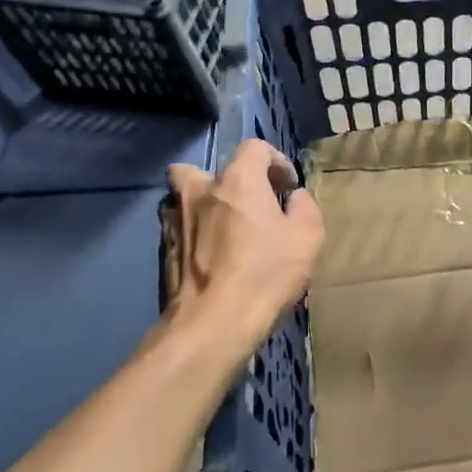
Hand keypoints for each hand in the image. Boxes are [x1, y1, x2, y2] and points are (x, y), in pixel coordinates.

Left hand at [154, 140, 323, 358]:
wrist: (212, 324)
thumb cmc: (265, 274)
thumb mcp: (307, 238)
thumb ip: (304, 208)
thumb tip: (294, 198)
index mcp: (238, 181)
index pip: (254, 147)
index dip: (276, 161)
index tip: (288, 188)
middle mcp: (200, 191)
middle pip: (205, 169)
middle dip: (227, 182)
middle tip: (248, 207)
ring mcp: (175, 220)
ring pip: (184, 198)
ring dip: (204, 207)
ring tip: (226, 232)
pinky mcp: (164, 250)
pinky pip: (179, 229)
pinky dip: (195, 235)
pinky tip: (212, 259)